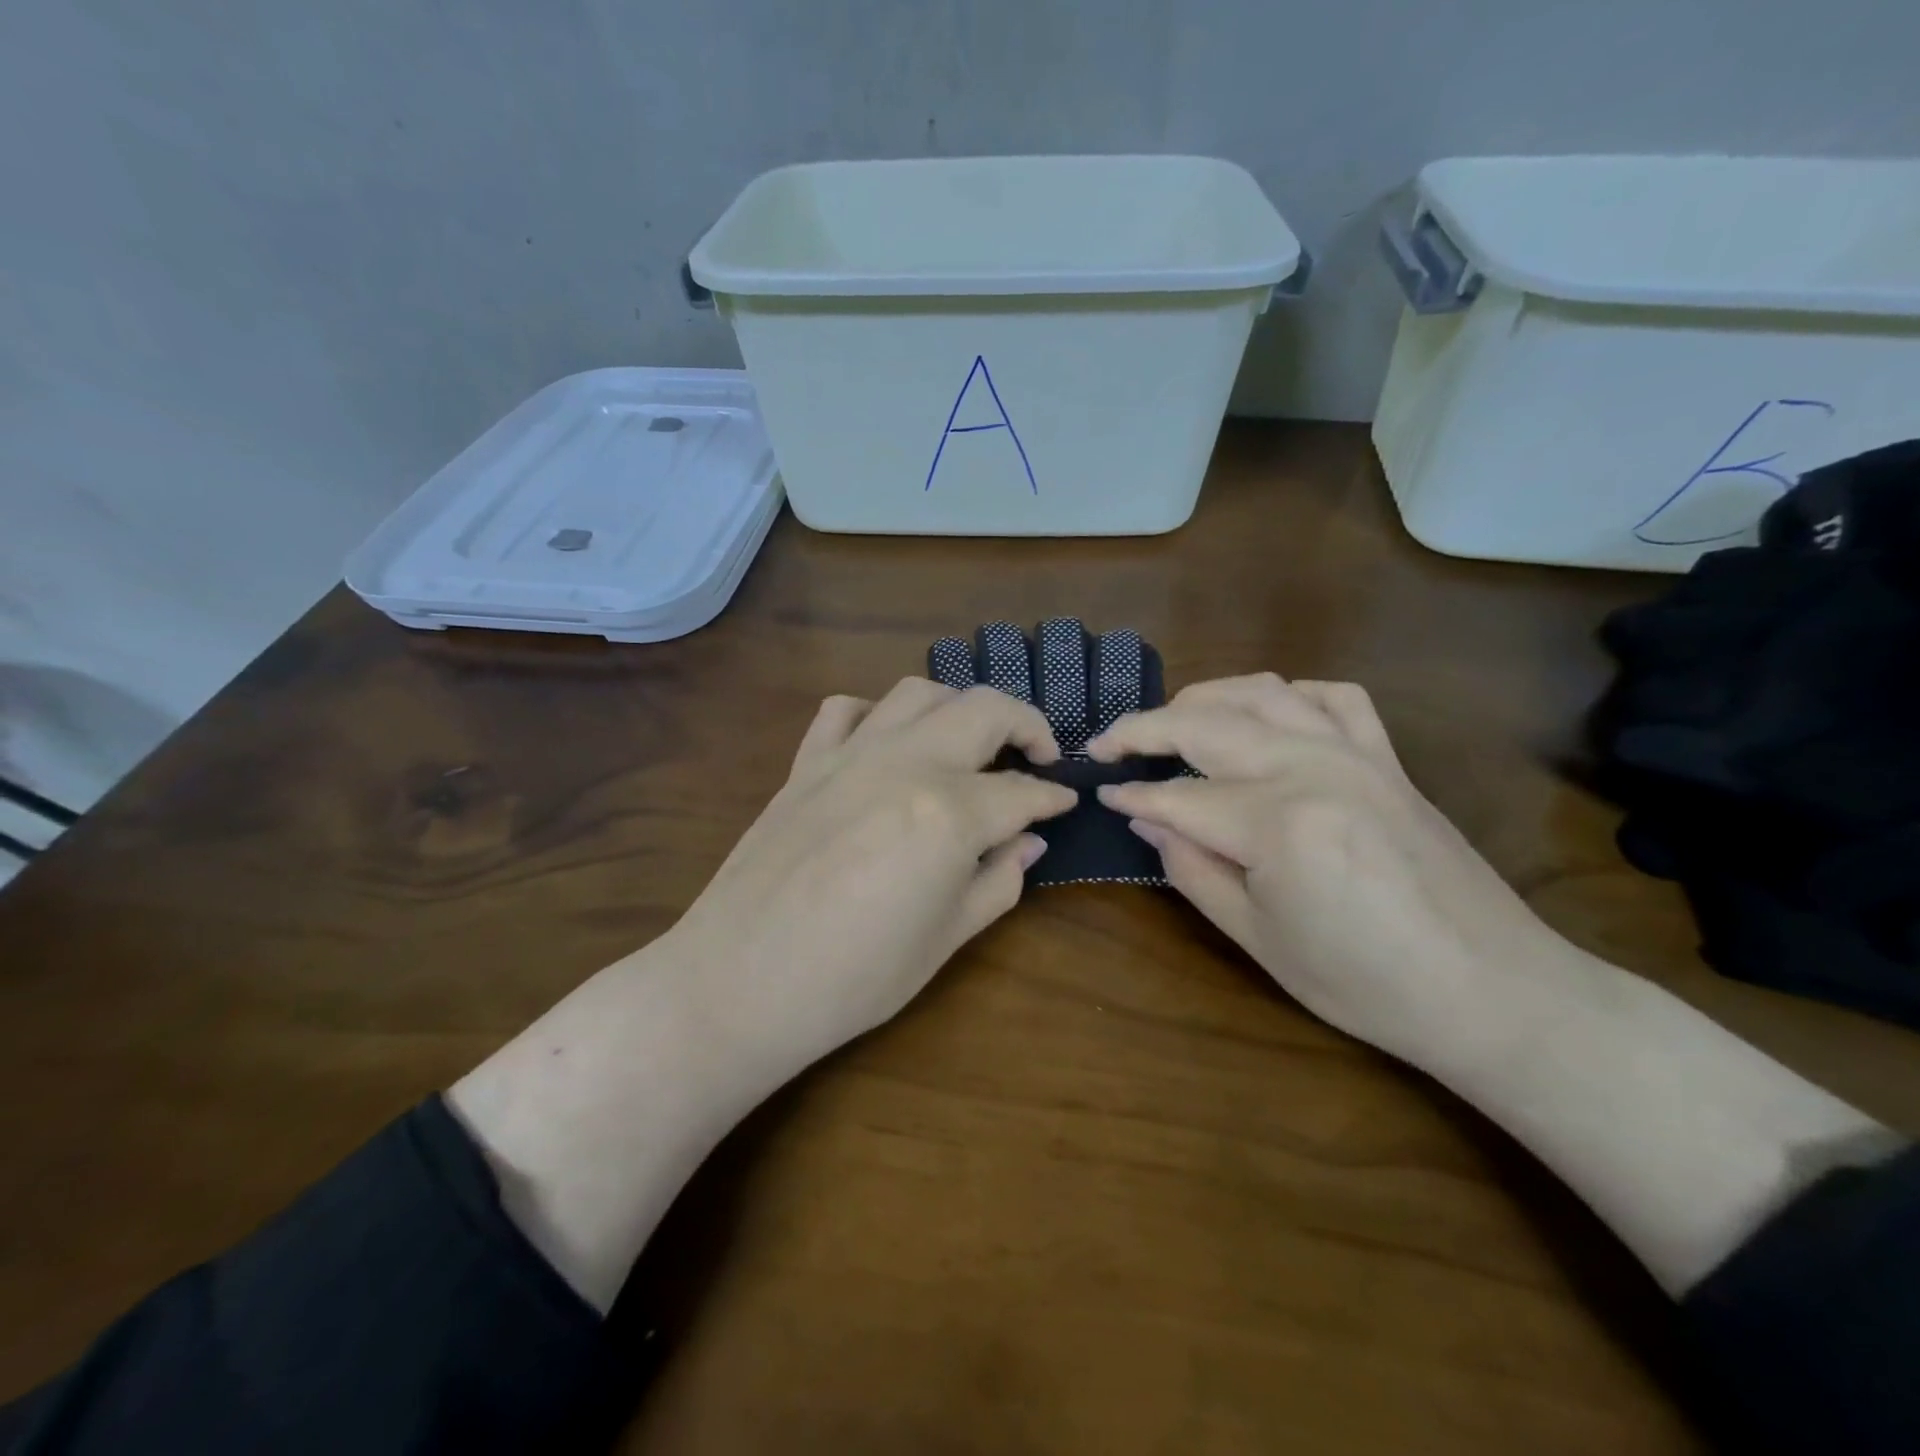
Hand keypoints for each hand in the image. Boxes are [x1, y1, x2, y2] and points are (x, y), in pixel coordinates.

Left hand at [667, 678, 1076, 1077]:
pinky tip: (887, 744)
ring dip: (957, 707)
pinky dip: (877, 714)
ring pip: (918, 692)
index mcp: (949, 812)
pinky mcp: (806, 762)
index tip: (1067, 802)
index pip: (1021, 792)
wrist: (739, 983)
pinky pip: (846, 710)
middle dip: (1026, 724)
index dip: (1052, 797)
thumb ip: (997, 881)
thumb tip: (1028, 842)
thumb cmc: (853, 978)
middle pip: (984, 710)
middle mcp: (905, 763)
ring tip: (968, 743)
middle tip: (1039, 754)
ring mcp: (849, 754)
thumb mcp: (945, 940)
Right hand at [1088, 674, 1565, 1071]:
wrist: (1492, 991)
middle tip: (1107, 745)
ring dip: (1204, 698)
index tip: (1097, 791)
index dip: (1130, 794)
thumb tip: (1145, 819)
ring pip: (1261, 692)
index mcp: (1276, 822)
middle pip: (1206, 724)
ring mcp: (1354, 753)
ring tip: (1171, 722)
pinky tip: (1265, 714)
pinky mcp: (1387, 757)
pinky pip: (1332, 697)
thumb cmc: (1364, 982)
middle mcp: (1311, 767)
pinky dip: (1287, 695)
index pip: (1177, 796)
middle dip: (1144, 728)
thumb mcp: (1258, 939)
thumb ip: (1192, 869)